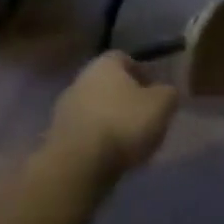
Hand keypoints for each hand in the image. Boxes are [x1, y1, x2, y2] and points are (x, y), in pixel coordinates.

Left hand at [46, 52, 178, 178]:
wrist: (78, 166)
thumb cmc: (124, 123)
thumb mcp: (163, 104)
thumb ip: (168, 93)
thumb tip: (165, 92)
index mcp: (104, 64)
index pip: (126, 58)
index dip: (143, 72)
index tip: (156, 92)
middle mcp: (80, 80)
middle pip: (108, 85)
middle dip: (126, 98)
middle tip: (145, 117)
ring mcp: (64, 110)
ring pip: (95, 109)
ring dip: (111, 121)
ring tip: (130, 141)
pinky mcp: (56, 138)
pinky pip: (84, 133)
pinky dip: (97, 140)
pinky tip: (111, 155)